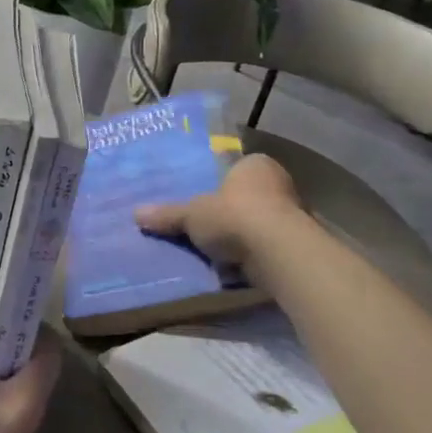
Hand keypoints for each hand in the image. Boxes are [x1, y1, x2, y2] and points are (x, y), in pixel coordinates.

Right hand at [134, 152, 301, 264]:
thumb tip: (136, 214)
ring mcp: (292, 216)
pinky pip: (264, 248)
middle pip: (246, 196)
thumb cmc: (234, 216)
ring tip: (211, 249)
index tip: (200, 197)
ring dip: (239, 236)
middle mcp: (279, 184)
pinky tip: (230, 267)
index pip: (236, 168)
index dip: (217, 183)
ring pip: (257, 224)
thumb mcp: (191, 214)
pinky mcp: (295, 247)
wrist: (277, 254)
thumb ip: (168, 214)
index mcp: (256, 165)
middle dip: (227, 211)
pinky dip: (250, 256)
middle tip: (202, 224)